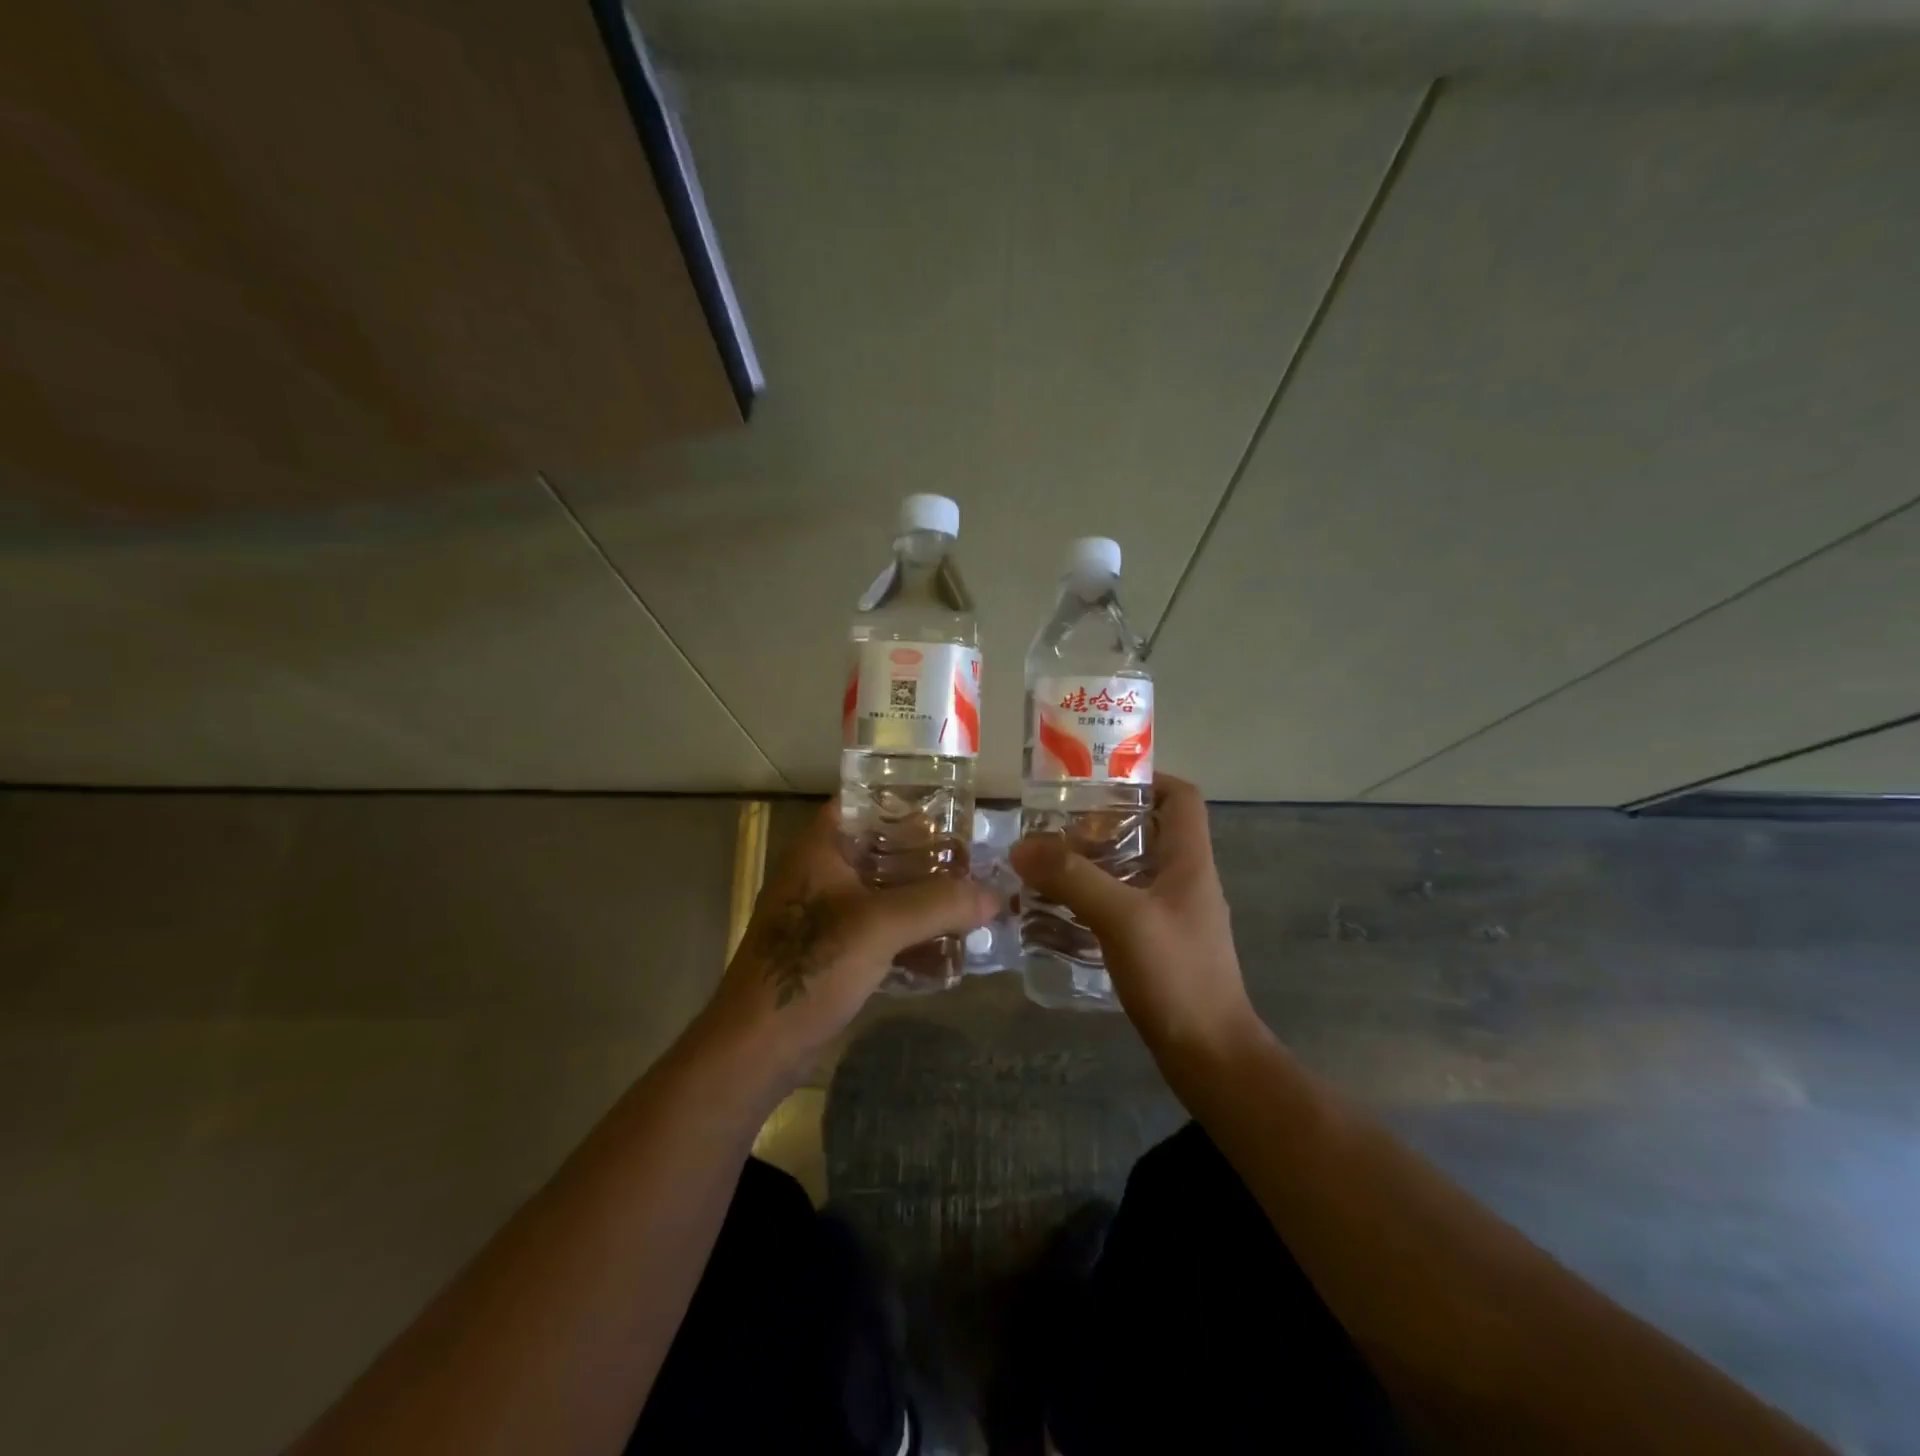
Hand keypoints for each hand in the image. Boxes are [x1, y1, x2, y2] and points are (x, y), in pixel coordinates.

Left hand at [701, 800, 997, 1081]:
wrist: (757, 1047)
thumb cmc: (810, 967)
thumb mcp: (879, 927)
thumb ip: (938, 904)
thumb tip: (994, 895)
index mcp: (820, 849)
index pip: (863, 801)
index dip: (905, 798)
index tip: (951, 807)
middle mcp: (822, 874)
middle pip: (882, 848)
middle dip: (928, 855)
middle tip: (975, 857)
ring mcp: (826, 915)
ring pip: (884, 892)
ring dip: (924, 897)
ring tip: (972, 898)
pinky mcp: (833, 953)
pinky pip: (881, 930)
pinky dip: (911, 933)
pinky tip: (949, 946)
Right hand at [1010, 775, 1253, 1058]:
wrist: (1209, 1056)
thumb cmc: (1176, 975)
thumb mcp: (1121, 918)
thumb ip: (1072, 878)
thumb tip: (1022, 846)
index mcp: (1190, 861)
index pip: (1181, 797)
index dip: (1145, 779)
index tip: (1096, 783)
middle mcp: (1185, 880)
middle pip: (1148, 831)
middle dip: (1102, 823)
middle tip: (1054, 829)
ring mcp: (1174, 915)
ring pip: (1132, 870)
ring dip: (1093, 863)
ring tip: (1046, 865)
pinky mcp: (1160, 944)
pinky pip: (1124, 905)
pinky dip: (1094, 899)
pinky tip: (1059, 912)